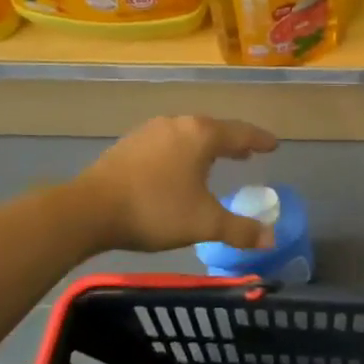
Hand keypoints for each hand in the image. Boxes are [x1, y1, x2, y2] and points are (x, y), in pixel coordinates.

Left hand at [73, 116, 279, 253]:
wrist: (90, 210)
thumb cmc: (156, 210)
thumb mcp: (204, 223)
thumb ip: (240, 230)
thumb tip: (270, 239)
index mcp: (201, 135)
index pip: (240, 133)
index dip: (260, 140)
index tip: (274, 144)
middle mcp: (177, 125)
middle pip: (213, 129)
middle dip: (232, 142)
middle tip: (248, 153)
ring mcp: (149, 132)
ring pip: (187, 135)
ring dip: (205, 147)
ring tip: (215, 160)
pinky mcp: (128, 144)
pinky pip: (166, 143)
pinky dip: (181, 152)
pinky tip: (177, 169)